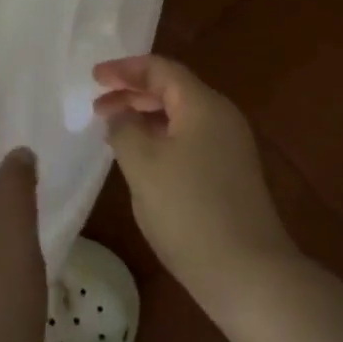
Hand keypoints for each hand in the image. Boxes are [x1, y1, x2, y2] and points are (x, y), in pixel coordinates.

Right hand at [95, 55, 298, 316]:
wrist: (248, 272)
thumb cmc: (189, 211)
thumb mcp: (144, 165)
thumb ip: (125, 129)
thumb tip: (121, 113)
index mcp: (203, 104)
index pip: (161, 70)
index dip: (125, 69)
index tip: (94, 77)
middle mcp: (222, 117)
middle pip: (173, 90)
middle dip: (133, 93)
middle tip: (98, 106)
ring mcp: (230, 147)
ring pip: (181, 117)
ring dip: (146, 118)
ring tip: (114, 131)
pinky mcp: (230, 174)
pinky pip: (190, 140)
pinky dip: (161, 139)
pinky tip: (142, 161)